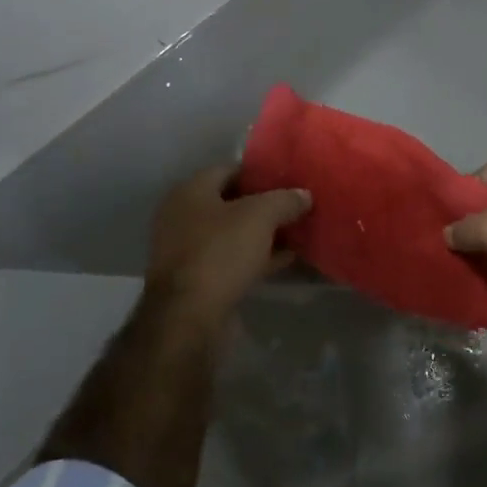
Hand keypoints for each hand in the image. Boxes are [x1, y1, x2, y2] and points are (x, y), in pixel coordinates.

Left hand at [145, 164, 310, 323]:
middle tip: (296, 206)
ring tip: (296, 232)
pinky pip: (231, 260)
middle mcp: (183, 216)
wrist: (188, 318)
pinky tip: (284, 260)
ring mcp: (187, 250)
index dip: (260, 172)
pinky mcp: (196, 280)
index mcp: (191, 191)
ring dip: (262, 234)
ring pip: (233, 233)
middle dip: (264, 205)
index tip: (289, 179)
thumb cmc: (221, 253)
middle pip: (231, 202)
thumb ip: (285, 200)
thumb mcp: (261, 216)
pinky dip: (255, 257)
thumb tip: (304, 194)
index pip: (230, 169)